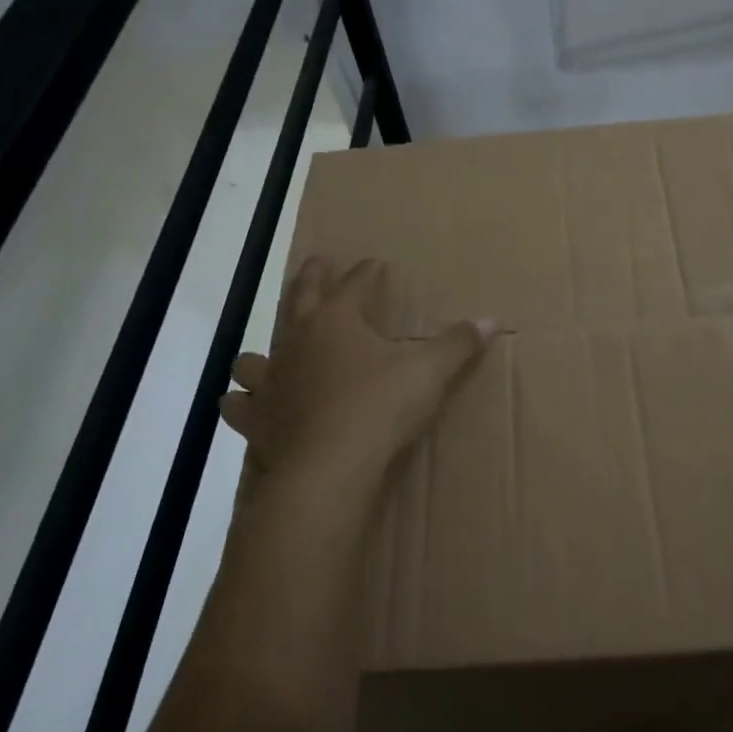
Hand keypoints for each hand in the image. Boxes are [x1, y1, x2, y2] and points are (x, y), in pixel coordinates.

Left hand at [220, 257, 495, 499]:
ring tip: (273, 353)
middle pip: (301, 298)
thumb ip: (457, 345)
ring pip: (255, 356)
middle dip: (312, 278)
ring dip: (263, 351)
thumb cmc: (380, 408)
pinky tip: (248, 405)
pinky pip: (241, 406)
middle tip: (319, 263)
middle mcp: (297, 342)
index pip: (356, 285)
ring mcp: (272, 381)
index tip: (376, 263)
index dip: (368, 273)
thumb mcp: (428, 373)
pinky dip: (245, 403)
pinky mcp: (257, 420)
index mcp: (337, 321)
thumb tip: (491, 319)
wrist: (328, 468)